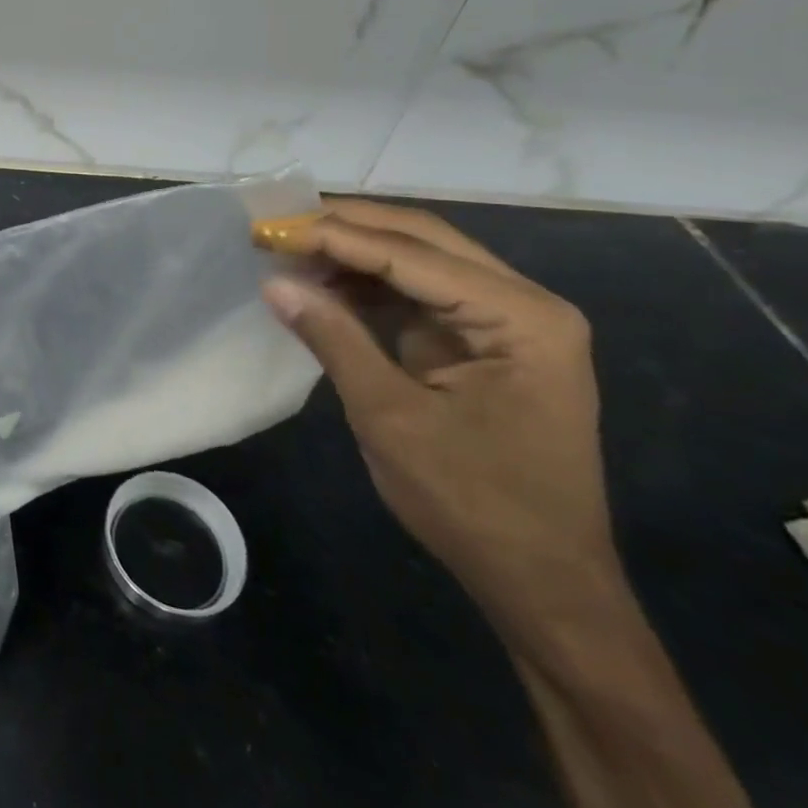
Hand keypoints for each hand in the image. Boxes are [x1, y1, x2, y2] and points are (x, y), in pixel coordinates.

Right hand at [257, 200, 620, 634]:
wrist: (540, 582)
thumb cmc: (474, 503)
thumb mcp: (391, 418)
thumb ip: (334, 339)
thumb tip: (273, 281)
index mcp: (521, 318)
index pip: (410, 254)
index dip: (332, 235)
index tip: (267, 229)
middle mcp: (523, 304)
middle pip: (420, 240)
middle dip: (343, 227)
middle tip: (274, 224)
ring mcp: (504, 322)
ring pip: (416, 260)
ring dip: (350, 252)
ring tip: (286, 248)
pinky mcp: (479, 342)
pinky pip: (414, 294)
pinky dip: (363, 285)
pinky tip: (319, 281)